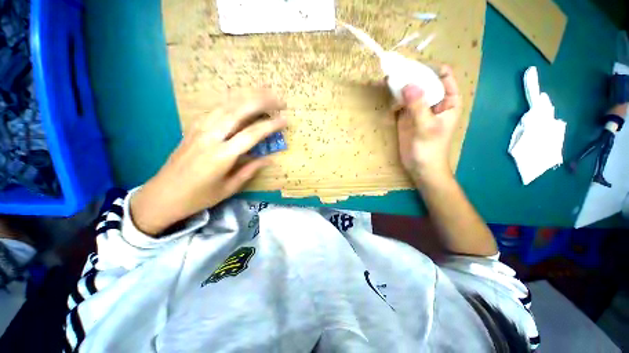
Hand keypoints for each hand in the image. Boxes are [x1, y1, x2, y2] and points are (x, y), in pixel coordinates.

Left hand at [130, 91, 286, 235]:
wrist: (162, 195)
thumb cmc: (198, 197)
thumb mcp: (228, 188)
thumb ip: (249, 171)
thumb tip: (268, 160)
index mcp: (222, 155)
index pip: (252, 134)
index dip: (270, 125)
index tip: (285, 119)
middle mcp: (211, 137)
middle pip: (238, 111)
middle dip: (261, 101)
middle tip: (278, 99)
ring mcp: (199, 129)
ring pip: (226, 105)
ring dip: (247, 96)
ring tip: (264, 92)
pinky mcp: (193, 127)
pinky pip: (214, 109)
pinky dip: (230, 101)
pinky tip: (240, 100)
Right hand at [393, 66, 461, 184]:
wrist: (420, 167)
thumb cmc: (429, 149)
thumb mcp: (426, 127)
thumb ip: (418, 106)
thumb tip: (408, 84)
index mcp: (448, 101)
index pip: (443, 76)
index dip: (429, 68)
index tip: (412, 67)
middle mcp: (434, 101)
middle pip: (424, 81)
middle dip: (411, 76)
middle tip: (395, 71)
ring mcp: (419, 109)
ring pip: (411, 91)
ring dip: (401, 86)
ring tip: (388, 80)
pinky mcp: (407, 117)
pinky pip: (401, 103)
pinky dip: (395, 99)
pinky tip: (389, 98)